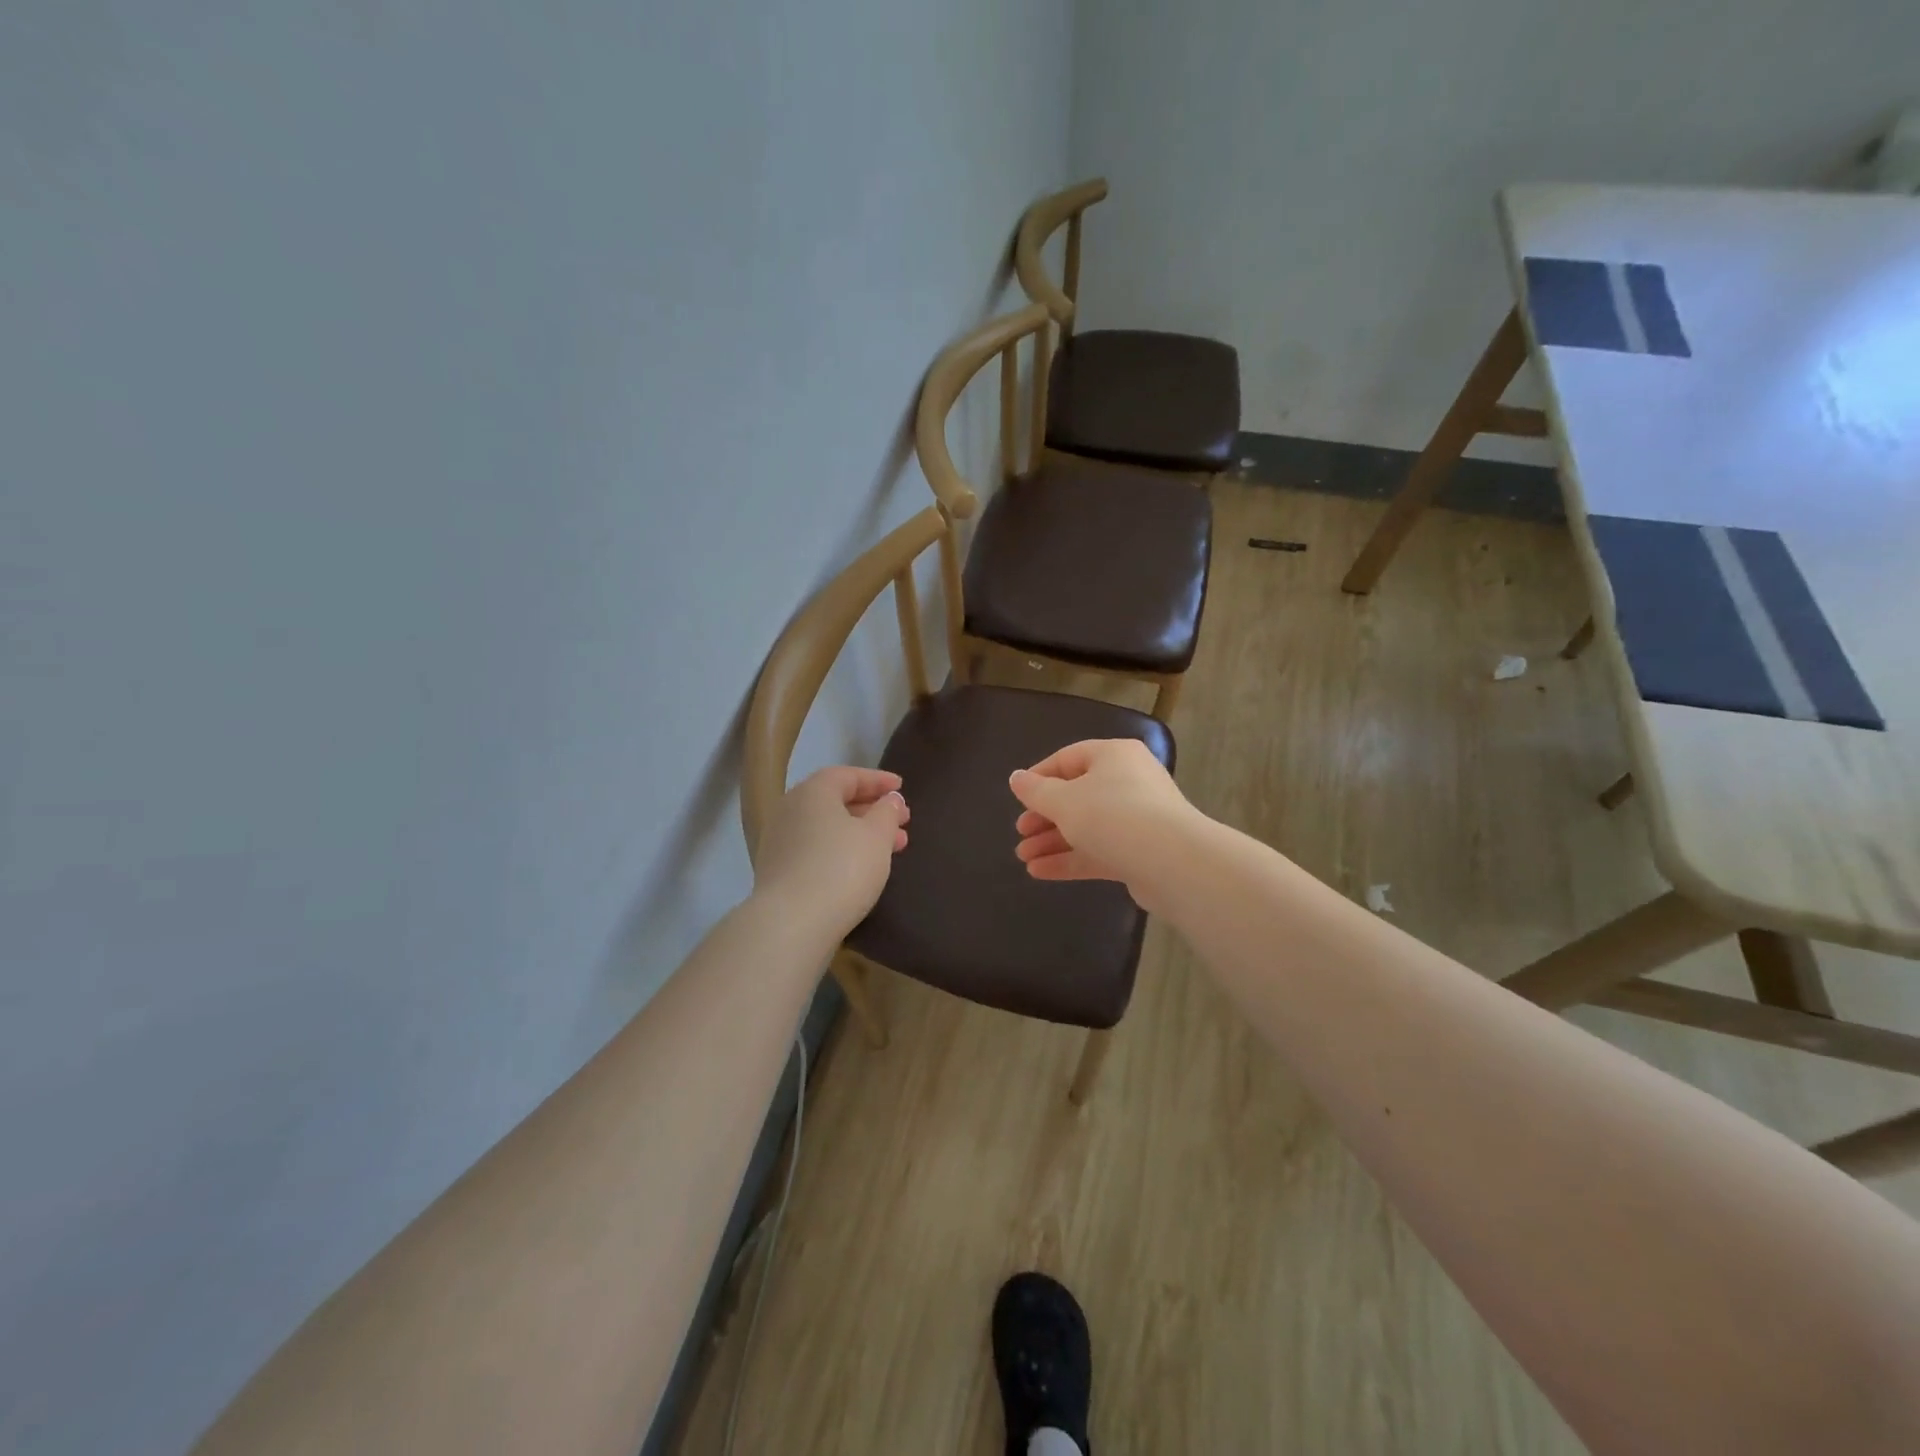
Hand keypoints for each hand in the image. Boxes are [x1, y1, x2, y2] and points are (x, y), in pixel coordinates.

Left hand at [753, 766, 909, 938]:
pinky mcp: (777, 871)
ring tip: (893, 848)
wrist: (791, 924)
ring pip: (827, 828)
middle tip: (902, 821)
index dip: (877, 780)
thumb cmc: (841, 869)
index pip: (847, 775)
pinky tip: (862, 867)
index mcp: (813, 792)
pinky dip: (842, 850)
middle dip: (872, 810)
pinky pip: (816, 849)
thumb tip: (891, 799)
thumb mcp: (876, 836)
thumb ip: (887, 812)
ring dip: (861, 833)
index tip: (901, 789)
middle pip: (836, 801)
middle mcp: (790, 810)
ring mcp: (779, 841)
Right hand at [1009, 739, 1197, 909]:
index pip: (1069, 758)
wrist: (1172, 862)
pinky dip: (1071, 859)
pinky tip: (1040, 872)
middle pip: (1078, 795)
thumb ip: (1036, 791)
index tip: (1017, 797)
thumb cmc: (1112, 815)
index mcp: (1114, 756)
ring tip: (1023, 858)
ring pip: (1088, 826)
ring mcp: (1138, 818)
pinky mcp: (1141, 852)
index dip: (1039, 776)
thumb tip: (1016, 778)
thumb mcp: (1064, 800)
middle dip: (1045, 816)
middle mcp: (1129, 781)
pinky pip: (1099, 850)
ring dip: (1053, 841)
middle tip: (1021, 832)